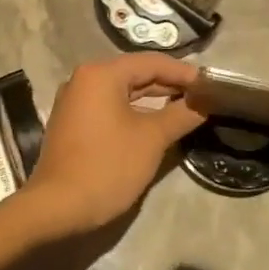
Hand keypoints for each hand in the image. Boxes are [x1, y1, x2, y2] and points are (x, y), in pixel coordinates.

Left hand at [21, 53, 206, 235]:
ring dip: (153, 100)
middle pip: (135, 74)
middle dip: (169, 85)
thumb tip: (204, 103)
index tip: (211, 85)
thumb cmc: (107, 166)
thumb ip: (181, 115)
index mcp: (101, 74)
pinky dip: (134, 112)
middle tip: (202, 97)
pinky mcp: (72, 123)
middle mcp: (84, 79)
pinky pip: (109, 108)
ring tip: (185, 110)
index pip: (152, 62)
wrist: (57, 207)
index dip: (184, 72)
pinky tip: (155, 124)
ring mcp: (75, 102)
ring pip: (122, 92)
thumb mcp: (152, 139)